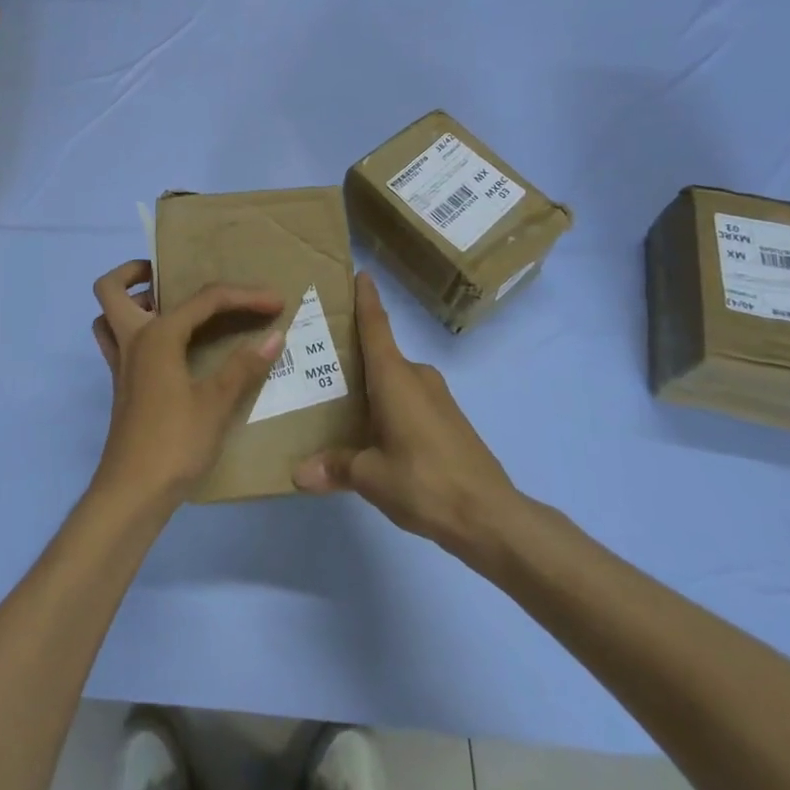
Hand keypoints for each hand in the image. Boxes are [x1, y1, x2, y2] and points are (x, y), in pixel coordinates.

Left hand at [90, 260, 285, 508]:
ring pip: (108, 316)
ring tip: (170, 307)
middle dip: (135, 271)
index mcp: (157, 336)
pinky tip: (173, 350)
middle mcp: (132, 340)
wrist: (133, 492)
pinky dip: (137, 331)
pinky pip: (118, 341)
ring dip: (130, 302)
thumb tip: (275, 334)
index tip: (275, 301)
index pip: (203, 300)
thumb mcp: (216, 403)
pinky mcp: (122, 386)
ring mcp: (121, 364)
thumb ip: (244, 366)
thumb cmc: (174, 442)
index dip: (243, 296)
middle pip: (111, 288)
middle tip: (171, 276)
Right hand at [294, 273, 521, 562]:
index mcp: (395, 377)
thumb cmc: (425, 482)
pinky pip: (409, 398)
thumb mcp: (372, 477)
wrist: (491, 516)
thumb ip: (335, 468)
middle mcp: (416, 376)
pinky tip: (372, 428)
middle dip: (353, 353)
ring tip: (337, 396)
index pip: (376, 325)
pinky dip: (388, 403)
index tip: (360, 273)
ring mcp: (437, 397)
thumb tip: (298, 473)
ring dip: (371, 383)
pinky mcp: (448, 419)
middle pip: (380, 353)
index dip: (366, 298)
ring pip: (395, 379)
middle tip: (318, 356)